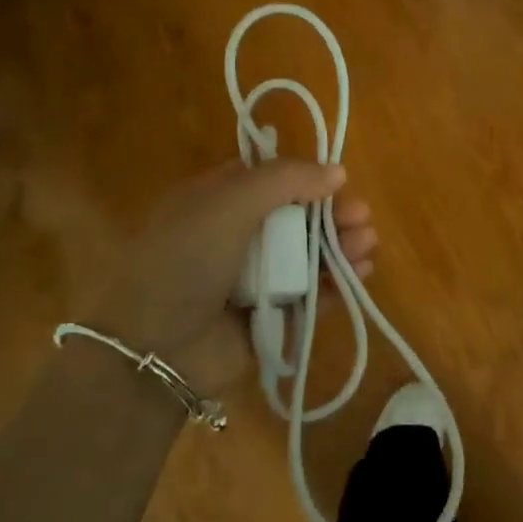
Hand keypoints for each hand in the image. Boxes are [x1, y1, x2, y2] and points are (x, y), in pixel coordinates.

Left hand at [85, 159, 376, 398]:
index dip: (303, 177)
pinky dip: (336, 283)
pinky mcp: (271, 316)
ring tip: (367, 242)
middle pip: (295, 216)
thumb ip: (284, 180)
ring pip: (308, 255)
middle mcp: (235, 236)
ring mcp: (253, 278)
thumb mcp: (228, 204)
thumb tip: (336, 171)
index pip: (266, 179)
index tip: (335, 180)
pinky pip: (311, 294)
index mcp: (214, 201)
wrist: (156, 350)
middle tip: (362, 216)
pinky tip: (360, 272)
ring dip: (340, 245)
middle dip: (331, 213)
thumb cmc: (186, 262)